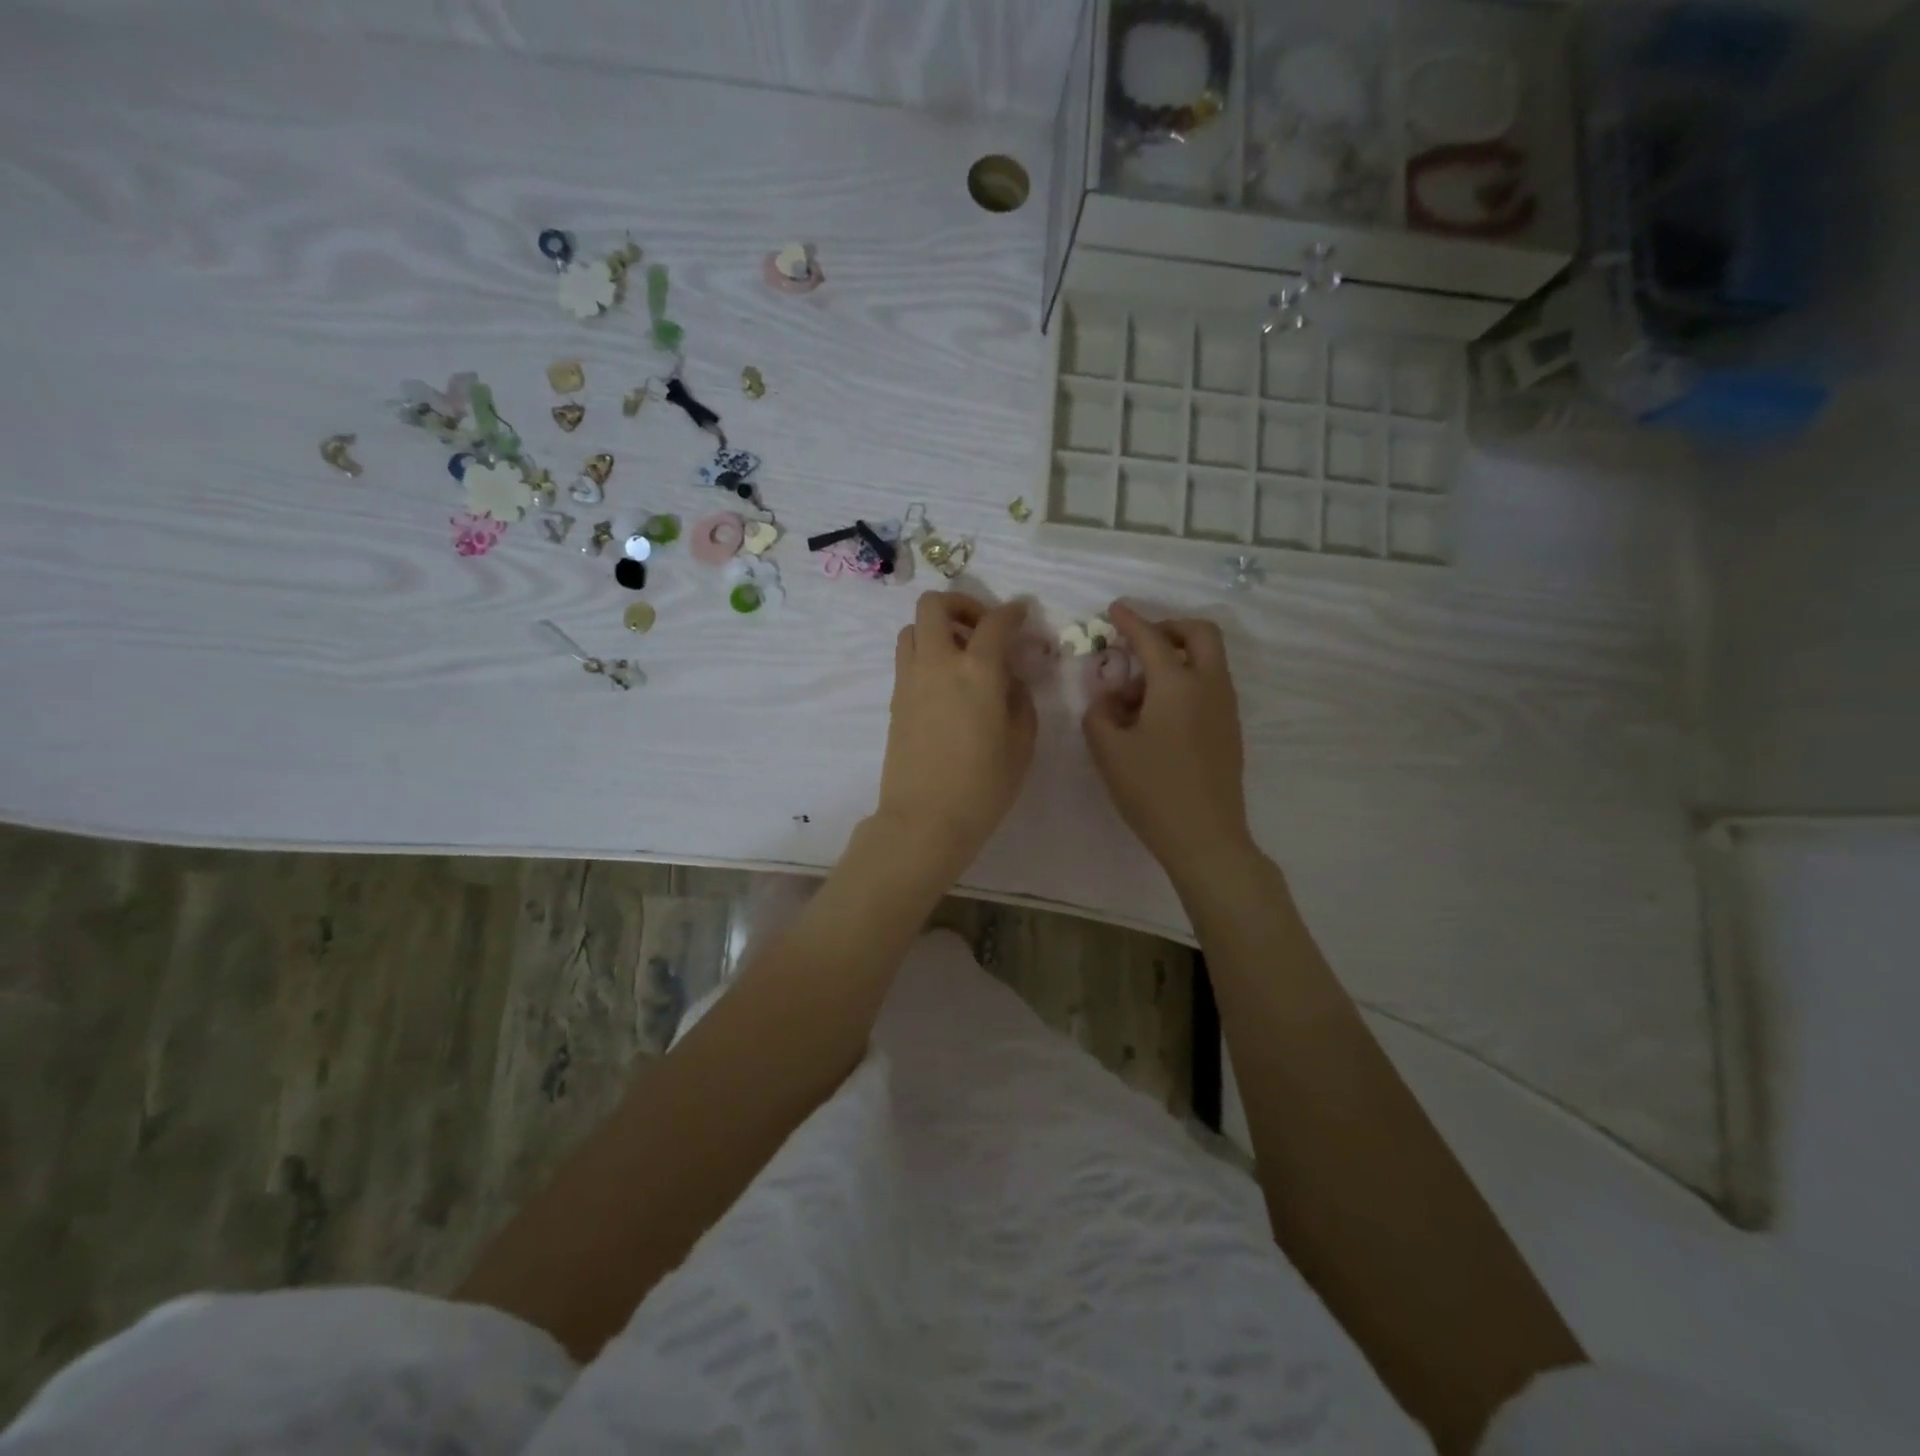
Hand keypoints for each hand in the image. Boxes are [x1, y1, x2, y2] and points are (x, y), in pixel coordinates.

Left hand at [876, 592, 1036, 871]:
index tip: (1021, 614)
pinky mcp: (895, 700)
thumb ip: (1019, 699)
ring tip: (961, 655)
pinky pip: (907, 658)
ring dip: (938, 629)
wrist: (925, 820)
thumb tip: (1009, 679)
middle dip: (962, 605)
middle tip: (982, 628)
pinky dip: (926, 654)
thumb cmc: (983, 787)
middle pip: (935, 605)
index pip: (995, 622)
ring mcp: (910, 680)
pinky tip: (946, 683)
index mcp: (977, 671)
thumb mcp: (1021, 743)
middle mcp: (938, 663)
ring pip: (913, 628)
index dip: (1012, 611)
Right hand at [1083, 604, 1253, 884]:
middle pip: (1200, 634)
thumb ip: (1099, 714)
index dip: (1130, 620)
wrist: (1206, 837)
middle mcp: (1209, 686)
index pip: (1151, 639)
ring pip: (1208, 660)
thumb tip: (1107, 700)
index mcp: (1177, 684)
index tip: (1115, 609)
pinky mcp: (1229, 730)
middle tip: (1140, 642)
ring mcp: (1225, 708)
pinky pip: (1210, 686)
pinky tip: (1158, 714)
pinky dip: (1186, 681)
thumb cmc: (1152, 790)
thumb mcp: (1109, 751)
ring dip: (1177, 657)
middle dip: (1169, 627)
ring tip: (1139, 690)